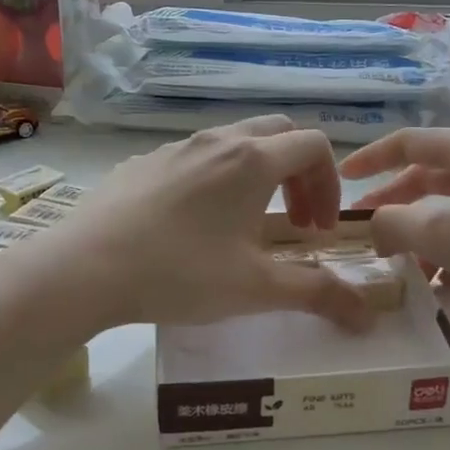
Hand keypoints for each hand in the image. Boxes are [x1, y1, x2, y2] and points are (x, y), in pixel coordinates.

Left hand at [55, 116, 372, 331]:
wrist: (83, 268)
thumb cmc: (180, 273)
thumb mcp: (255, 289)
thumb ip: (317, 294)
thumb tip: (367, 316)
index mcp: (253, 160)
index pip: (314, 146)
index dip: (330, 184)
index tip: (318, 229)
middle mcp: (218, 140)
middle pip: (278, 133)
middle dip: (299, 173)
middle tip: (294, 222)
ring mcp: (175, 147)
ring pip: (234, 142)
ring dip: (258, 174)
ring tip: (247, 224)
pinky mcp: (142, 162)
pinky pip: (195, 156)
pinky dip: (216, 178)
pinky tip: (193, 225)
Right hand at [339, 127, 449, 342]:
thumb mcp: (446, 232)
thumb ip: (395, 224)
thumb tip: (376, 228)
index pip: (409, 142)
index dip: (371, 158)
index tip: (343, 180)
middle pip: (429, 177)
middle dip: (394, 204)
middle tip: (368, 234)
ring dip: (423, 234)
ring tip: (402, 268)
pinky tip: (443, 284)